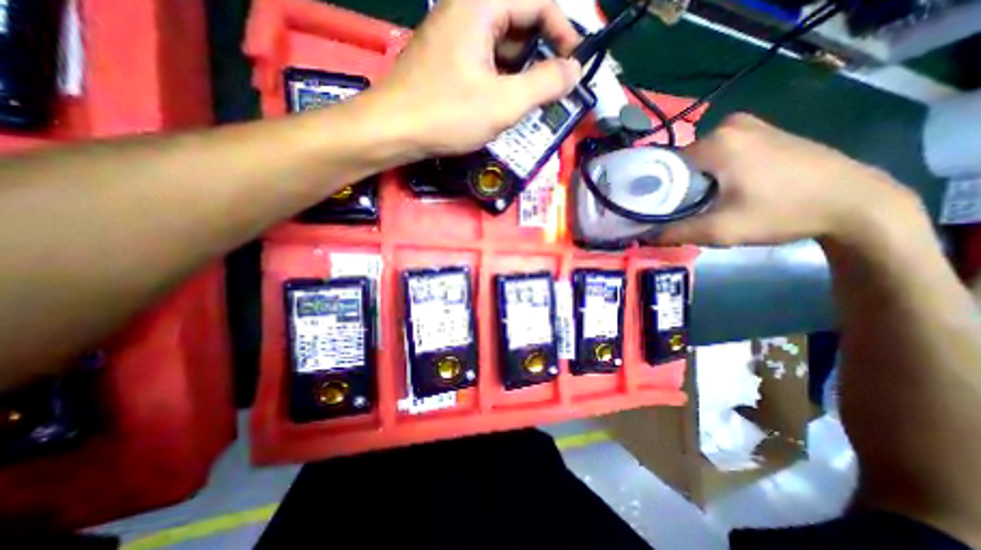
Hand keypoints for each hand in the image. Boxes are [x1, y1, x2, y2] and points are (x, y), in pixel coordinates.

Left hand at [365, 0, 580, 159]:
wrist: (392, 131)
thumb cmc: (446, 115)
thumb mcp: (503, 103)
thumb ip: (545, 84)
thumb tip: (575, 70)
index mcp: (481, 5)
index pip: (539, 2)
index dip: (565, 33)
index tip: (575, 67)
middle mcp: (466, 10)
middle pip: (520, 22)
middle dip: (540, 57)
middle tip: (550, 92)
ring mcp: (453, 35)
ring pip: (501, 46)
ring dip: (520, 73)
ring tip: (527, 104)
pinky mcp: (446, 58)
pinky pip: (484, 60)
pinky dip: (500, 80)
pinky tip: (502, 104)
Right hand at [659, 113, 929, 246]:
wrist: (855, 202)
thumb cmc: (782, 213)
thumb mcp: (721, 230)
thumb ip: (675, 232)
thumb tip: (643, 235)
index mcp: (716, 142)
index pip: (663, 166)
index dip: (653, 190)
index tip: (652, 210)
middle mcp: (728, 125)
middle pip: (680, 162)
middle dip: (674, 187)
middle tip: (676, 212)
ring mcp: (747, 124)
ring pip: (698, 159)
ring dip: (692, 181)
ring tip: (698, 204)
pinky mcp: (761, 131)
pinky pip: (718, 153)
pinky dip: (710, 172)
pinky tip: (721, 190)